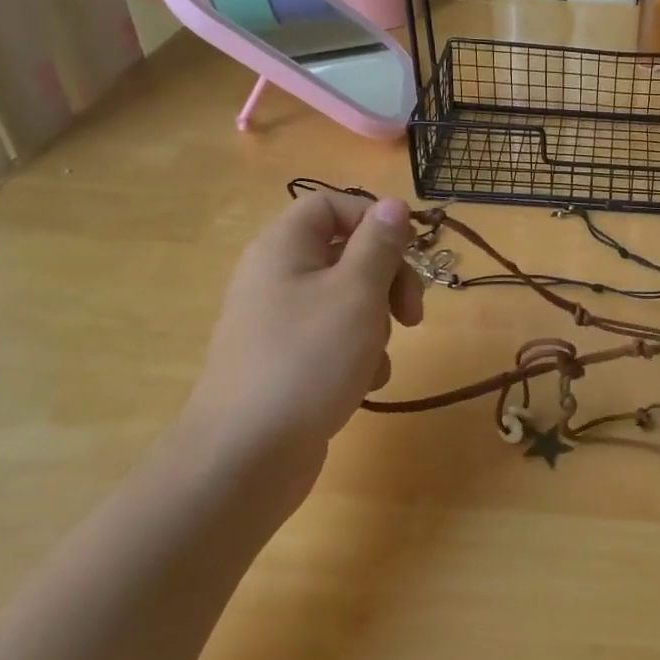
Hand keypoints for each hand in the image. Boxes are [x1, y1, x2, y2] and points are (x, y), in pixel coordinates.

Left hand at [177, 191, 422, 508]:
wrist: (247, 455)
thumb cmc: (308, 359)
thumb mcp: (357, 292)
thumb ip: (379, 244)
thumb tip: (393, 204)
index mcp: (284, 248)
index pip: (332, 204)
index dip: (375, 219)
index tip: (411, 251)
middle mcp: (277, 277)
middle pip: (346, 253)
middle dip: (388, 280)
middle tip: (411, 313)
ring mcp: (280, 322)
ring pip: (348, 300)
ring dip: (377, 323)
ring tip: (377, 356)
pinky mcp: (287, 360)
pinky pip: (334, 339)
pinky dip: (358, 355)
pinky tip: (364, 383)